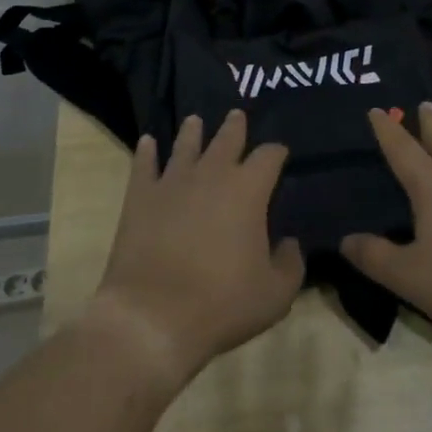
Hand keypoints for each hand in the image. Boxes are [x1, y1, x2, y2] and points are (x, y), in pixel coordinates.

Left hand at [90, 111, 304, 387]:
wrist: (154, 316)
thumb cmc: (222, 304)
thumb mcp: (276, 294)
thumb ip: (290, 264)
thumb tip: (290, 243)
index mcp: (248, 190)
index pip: (269, 156)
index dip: (277, 151)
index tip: (280, 152)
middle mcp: (211, 174)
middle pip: (226, 139)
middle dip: (235, 126)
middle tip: (236, 114)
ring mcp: (172, 182)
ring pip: (185, 145)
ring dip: (192, 131)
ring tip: (195, 120)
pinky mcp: (140, 197)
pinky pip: (144, 165)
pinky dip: (147, 152)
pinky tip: (147, 142)